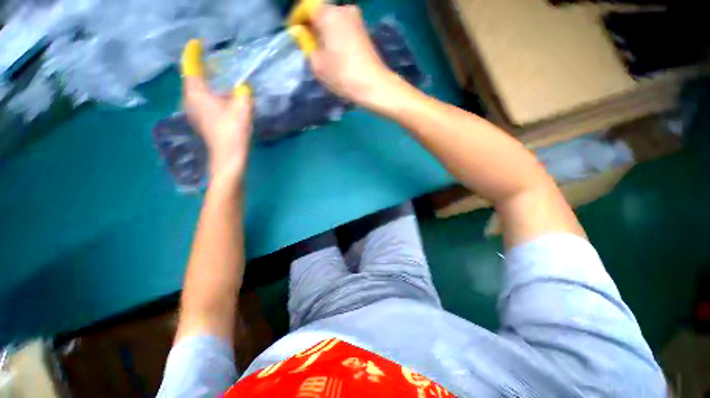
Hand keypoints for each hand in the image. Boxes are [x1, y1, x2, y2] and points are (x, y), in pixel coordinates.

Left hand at [181, 39, 252, 180]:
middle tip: (213, 64)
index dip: (193, 53)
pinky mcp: (200, 122)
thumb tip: (242, 87)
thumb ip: (243, 92)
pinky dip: (209, 97)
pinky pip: (201, 102)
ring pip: (196, 92)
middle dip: (201, 69)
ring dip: (207, 85)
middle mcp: (189, 100)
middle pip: (192, 79)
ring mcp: (192, 113)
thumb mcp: (243, 107)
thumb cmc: (234, 130)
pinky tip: (221, 102)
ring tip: (220, 84)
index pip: (190, 66)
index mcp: (197, 93)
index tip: (198, 44)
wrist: (228, 156)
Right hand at [305, 5, 397, 106]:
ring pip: (334, 23)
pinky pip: (345, 30)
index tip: (294, 33)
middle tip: (309, 46)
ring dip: (326, 34)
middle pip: (322, 14)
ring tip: (324, 53)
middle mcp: (344, 10)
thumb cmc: (343, 75)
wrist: (374, 85)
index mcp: (329, 14)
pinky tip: (337, 54)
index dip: (297, 20)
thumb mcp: (317, 64)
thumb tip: (304, 36)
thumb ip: (307, 45)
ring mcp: (357, 20)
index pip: (306, 8)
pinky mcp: (365, 32)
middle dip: (313, 28)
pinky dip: (337, 38)